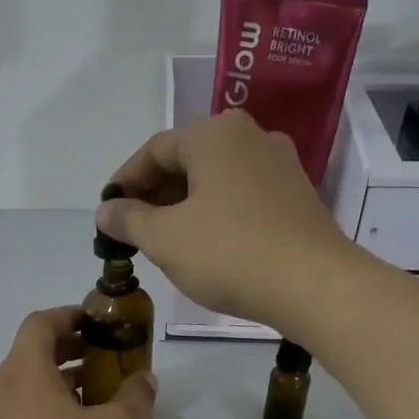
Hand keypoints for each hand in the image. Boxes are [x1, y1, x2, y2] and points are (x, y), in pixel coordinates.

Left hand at [0, 306, 156, 418]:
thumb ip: (135, 396)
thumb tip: (143, 380)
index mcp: (22, 372)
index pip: (39, 324)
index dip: (70, 316)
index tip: (98, 323)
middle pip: (32, 353)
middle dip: (71, 350)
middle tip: (107, 358)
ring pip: (26, 385)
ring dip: (61, 381)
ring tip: (100, 396)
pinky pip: (20, 411)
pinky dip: (47, 406)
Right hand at [98, 110, 363, 329]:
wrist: (312, 284)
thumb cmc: (228, 252)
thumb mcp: (165, 238)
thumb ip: (129, 220)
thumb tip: (106, 210)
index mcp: (215, 134)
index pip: (155, 150)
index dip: (125, 181)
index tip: (108, 212)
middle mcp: (251, 137)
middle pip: (188, 161)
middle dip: (155, 195)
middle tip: (133, 231)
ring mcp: (280, 167)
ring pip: (216, 181)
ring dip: (184, 207)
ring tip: (165, 243)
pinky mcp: (297, 198)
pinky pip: (242, 198)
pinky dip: (215, 215)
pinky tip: (206, 247)